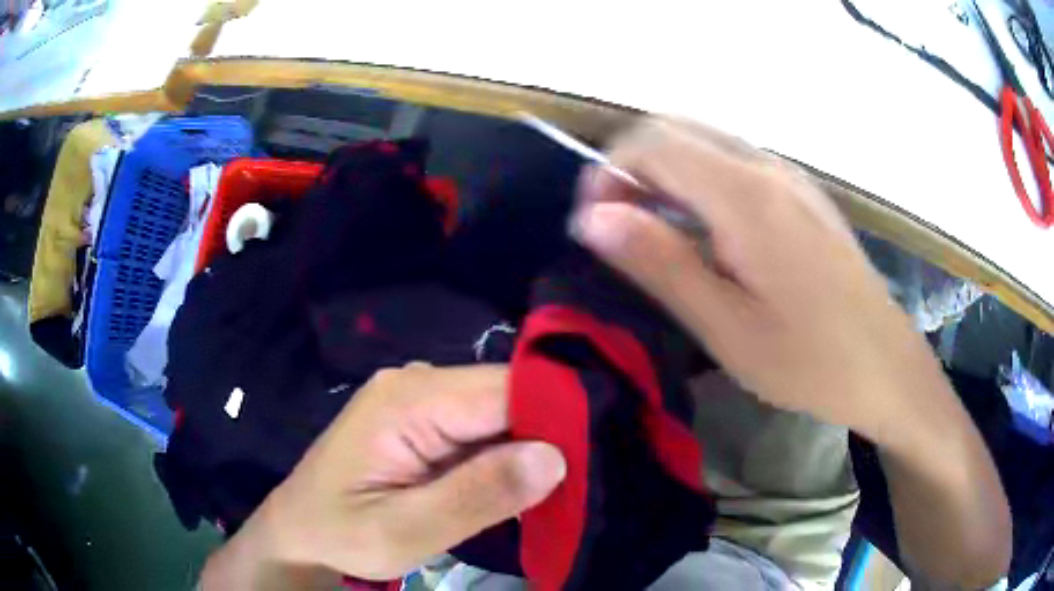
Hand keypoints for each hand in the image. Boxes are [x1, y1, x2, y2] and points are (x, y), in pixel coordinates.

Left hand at [200, 364, 565, 588]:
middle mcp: (418, 384)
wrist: (301, 532)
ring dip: (531, 450)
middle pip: (508, 396)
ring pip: (501, 414)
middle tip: (584, 482)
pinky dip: (508, 457)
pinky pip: (483, 430)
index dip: (557, 417)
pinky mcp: (425, 423)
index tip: (596, 455)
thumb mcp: (402, 531)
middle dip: (549, 436)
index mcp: (408, 399)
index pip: (507, 388)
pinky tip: (521, 486)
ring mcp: (421, 401)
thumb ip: (474, 496)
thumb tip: (554, 457)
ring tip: (563, 488)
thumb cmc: (341, 533)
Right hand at [571, 117, 938, 443]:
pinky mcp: (803, 195)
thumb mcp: (726, 326)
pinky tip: (707, 233)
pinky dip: (700, 181)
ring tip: (657, 232)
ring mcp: (790, 177)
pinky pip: (736, 163)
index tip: (594, 222)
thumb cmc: (809, 361)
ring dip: (666, 172)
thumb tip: (592, 216)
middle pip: (678, 129)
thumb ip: (660, 262)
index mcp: (746, 196)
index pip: (653, 142)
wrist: (886, 366)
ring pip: (707, 142)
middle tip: (621, 225)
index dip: (608, 170)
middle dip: (633, 165)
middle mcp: (768, 168)